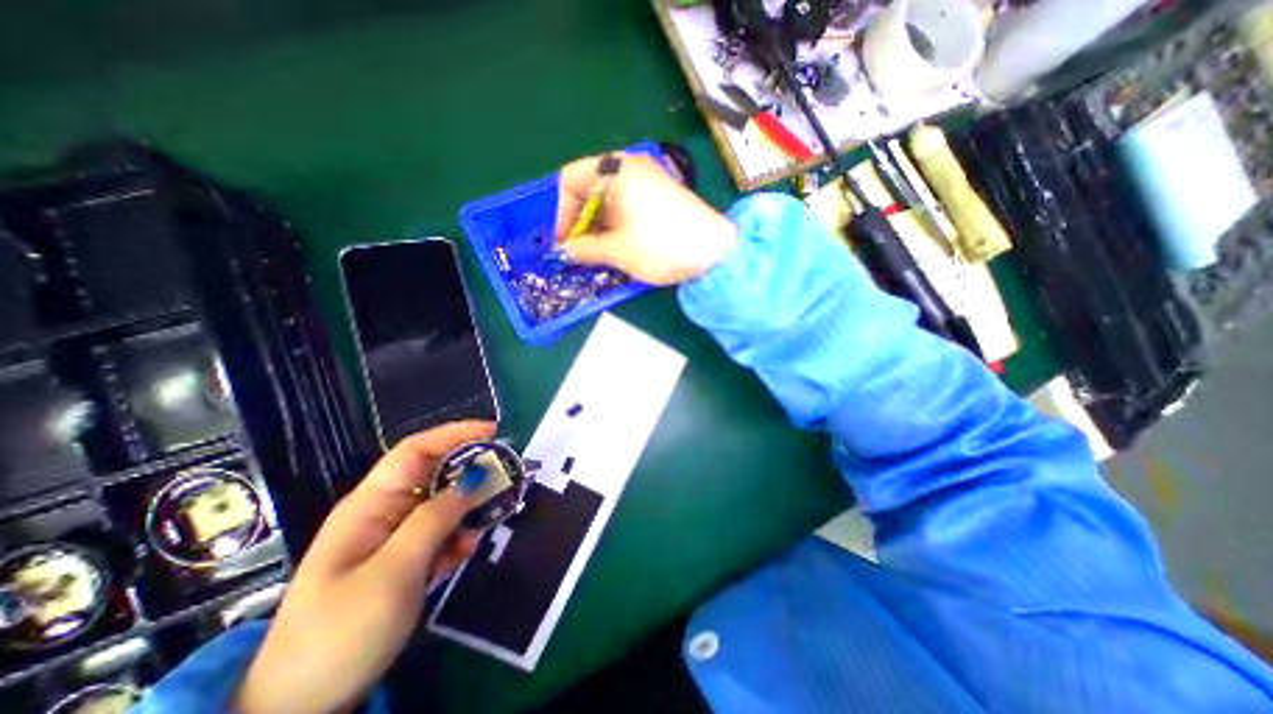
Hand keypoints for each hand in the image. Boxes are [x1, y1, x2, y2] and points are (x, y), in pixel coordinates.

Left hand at [233, 421, 496, 712]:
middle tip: (505, 478)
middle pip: (435, 474)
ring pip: (443, 504)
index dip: (454, 434)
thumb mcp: (394, 571)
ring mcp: (394, 536)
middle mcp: (384, 512)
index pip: (415, 451)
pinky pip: (440, 533)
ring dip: (468, 509)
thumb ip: (436, 519)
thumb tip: (475, 477)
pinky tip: (463, 554)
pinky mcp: (404, 559)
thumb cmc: (341, 632)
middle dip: (470, 472)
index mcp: (370, 504)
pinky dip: (457, 537)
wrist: (302, 708)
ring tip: (487, 522)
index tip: (493, 431)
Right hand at [556, 151, 737, 282]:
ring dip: (597, 224)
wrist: (715, 252)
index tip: (564, 241)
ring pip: (608, 198)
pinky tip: (616, 244)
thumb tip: (563, 252)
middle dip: (579, 220)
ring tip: (596, 252)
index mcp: (615, 171)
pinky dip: (615, 222)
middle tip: (578, 249)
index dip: (561, 213)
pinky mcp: (660, 194)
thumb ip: (584, 249)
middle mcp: (630, 166)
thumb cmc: (661, 246)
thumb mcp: (617, 250)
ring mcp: (648, 179)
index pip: (571, 180)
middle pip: (589, 188)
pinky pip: (626, 203)